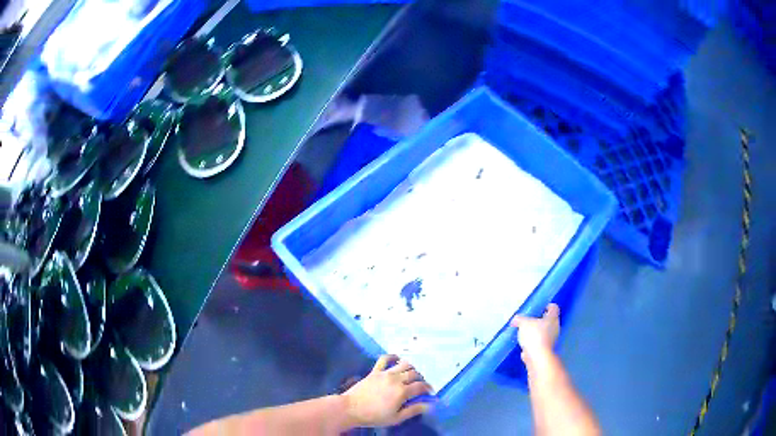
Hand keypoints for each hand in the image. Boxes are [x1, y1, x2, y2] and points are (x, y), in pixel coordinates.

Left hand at [342, 355, 433, 427]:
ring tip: (411, 375)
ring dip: (411, 368)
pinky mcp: (375, 371)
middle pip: (415, 374)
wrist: (351, 408)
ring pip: (404, 365)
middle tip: (420, 386)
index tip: (429, 393)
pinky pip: (385, 359)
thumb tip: (429, 405)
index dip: (428, 389)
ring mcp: (385, 373)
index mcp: (402, 392)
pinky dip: (393, 356)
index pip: (421, 386)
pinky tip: (397, 359)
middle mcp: (396, 379)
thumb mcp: (396, 418)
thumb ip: (413, 410)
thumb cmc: (374, 416)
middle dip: (421, 379)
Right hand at [511, 303, 560, 357]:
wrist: (537, 356)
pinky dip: (534, 342)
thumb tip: (515, 319)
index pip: (554, 307)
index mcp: (553, 318)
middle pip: (549, 320)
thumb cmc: (534, 335)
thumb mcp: (523, 323)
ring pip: (545, 332)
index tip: (539, 308)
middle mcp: (555, 327)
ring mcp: (552, 339)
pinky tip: (525, 343)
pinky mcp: (547, 349)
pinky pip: (541, 342)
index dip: (547, 306)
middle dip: (540, 320)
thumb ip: (519, 319)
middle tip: (529, 320)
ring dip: (537, 332)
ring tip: (525, 332)